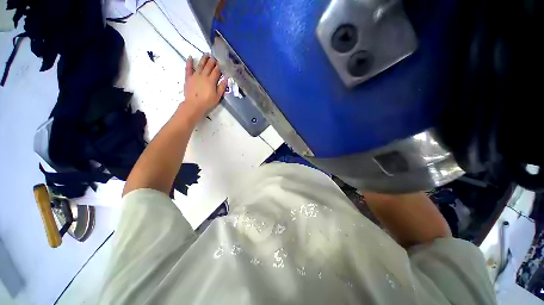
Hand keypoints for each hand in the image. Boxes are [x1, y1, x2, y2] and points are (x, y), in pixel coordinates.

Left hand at [183, 54, 227, 117]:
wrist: (194, 105)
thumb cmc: (207, 102)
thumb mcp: (217, 96)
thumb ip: (222, 87)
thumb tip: (225, 78)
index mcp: (211, 80)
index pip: (216, 71)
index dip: (219, 66)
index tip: (221, 62)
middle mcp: (203, 75)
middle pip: (208, 66)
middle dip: (212, 61)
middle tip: (214, 56)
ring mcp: (195, 75)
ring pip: (200, 65)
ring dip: (203, 59)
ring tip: (206, 54)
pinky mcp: (188, 77)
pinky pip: (188, 68)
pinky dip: (189, 62)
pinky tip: (190, 57)